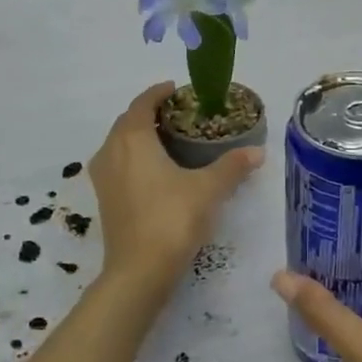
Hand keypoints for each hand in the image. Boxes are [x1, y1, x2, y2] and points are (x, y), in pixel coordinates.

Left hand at [90, 82, 263, 291]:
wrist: (139, 271)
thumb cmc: (172, 220)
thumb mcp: (208, 190)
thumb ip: (232, 166)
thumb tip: (258, 151)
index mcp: (132, 139)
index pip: (143, 103)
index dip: (159, 93)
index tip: (178, 90)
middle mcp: (111, 151)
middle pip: (128, 122)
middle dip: (151, 114)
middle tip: (180, 116)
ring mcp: (103, 177)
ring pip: (120, 144)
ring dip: (140, 137)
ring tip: (169, 141)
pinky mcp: (104, 199)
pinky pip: (118, 165)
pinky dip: (134, 158)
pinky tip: (156, 172)